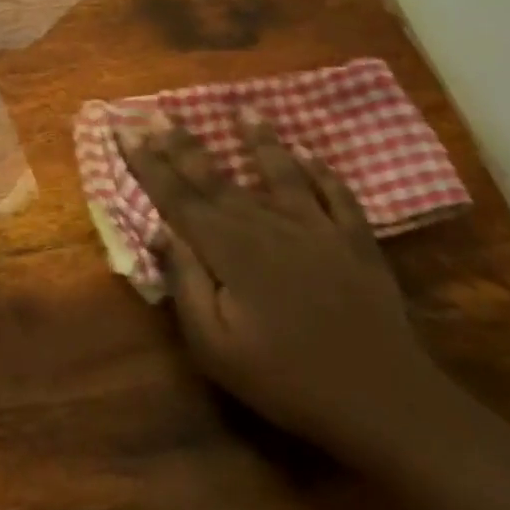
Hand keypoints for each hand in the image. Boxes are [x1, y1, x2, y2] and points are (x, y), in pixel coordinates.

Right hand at [118, 112, 438, 459]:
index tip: (126, 130)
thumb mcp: (216, 347)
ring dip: (259, 139)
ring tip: (244, 109)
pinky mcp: (354, 239)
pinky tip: (310, 154)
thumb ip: (186, 284)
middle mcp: (266, 224)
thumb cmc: (286, 379)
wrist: (383, 400)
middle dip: (182, 144)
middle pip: (216, 177)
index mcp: (228, 249)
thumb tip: (163, 232)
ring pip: (279, 172)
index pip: (177, 196)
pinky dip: (321, 171)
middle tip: (159, 112)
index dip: (148, 163)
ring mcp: (315, 227)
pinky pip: (335, 193)